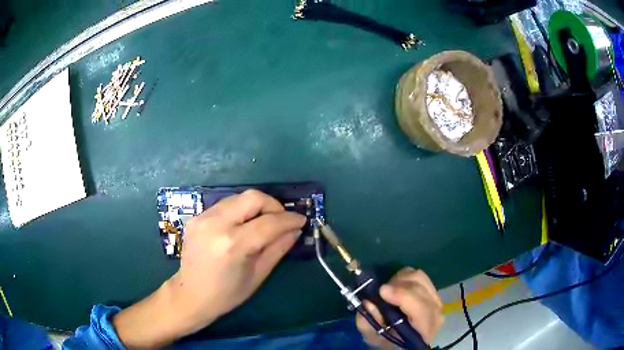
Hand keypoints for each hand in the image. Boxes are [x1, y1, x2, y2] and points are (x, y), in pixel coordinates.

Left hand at [113, 190, 305, 347]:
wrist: (191, 294)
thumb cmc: (227, 294)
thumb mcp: (258, 275)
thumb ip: (278, 248)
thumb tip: (295, 229)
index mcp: (233, 245)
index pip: (269, 222)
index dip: (289, 219)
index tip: (301, 220)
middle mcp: (216, 224)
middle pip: (252, 197)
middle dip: (273, 205)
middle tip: (282, 219)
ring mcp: (203, 218)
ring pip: (238, 198)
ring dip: (256, 207)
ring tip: (264, 222)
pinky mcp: (197, 217)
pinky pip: (225, 205)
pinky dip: (240, 211)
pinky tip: (243, 226)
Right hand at [356, 268, 443, 348]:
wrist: (402, 340)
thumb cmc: (387, 340)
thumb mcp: (373, 336)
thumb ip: (369, 322)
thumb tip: (368, 302)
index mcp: (423, 331)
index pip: (422, 309)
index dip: (404, 296)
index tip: (382, 291)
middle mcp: (435, 314)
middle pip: (420, 289)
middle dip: (398, 285)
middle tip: (381, 291)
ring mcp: (436, 302)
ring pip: (420, 278)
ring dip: (401, 280)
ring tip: (388, 290)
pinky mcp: (433, 293)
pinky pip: (420, 276)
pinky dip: (405, 278)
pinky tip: (397, 288)